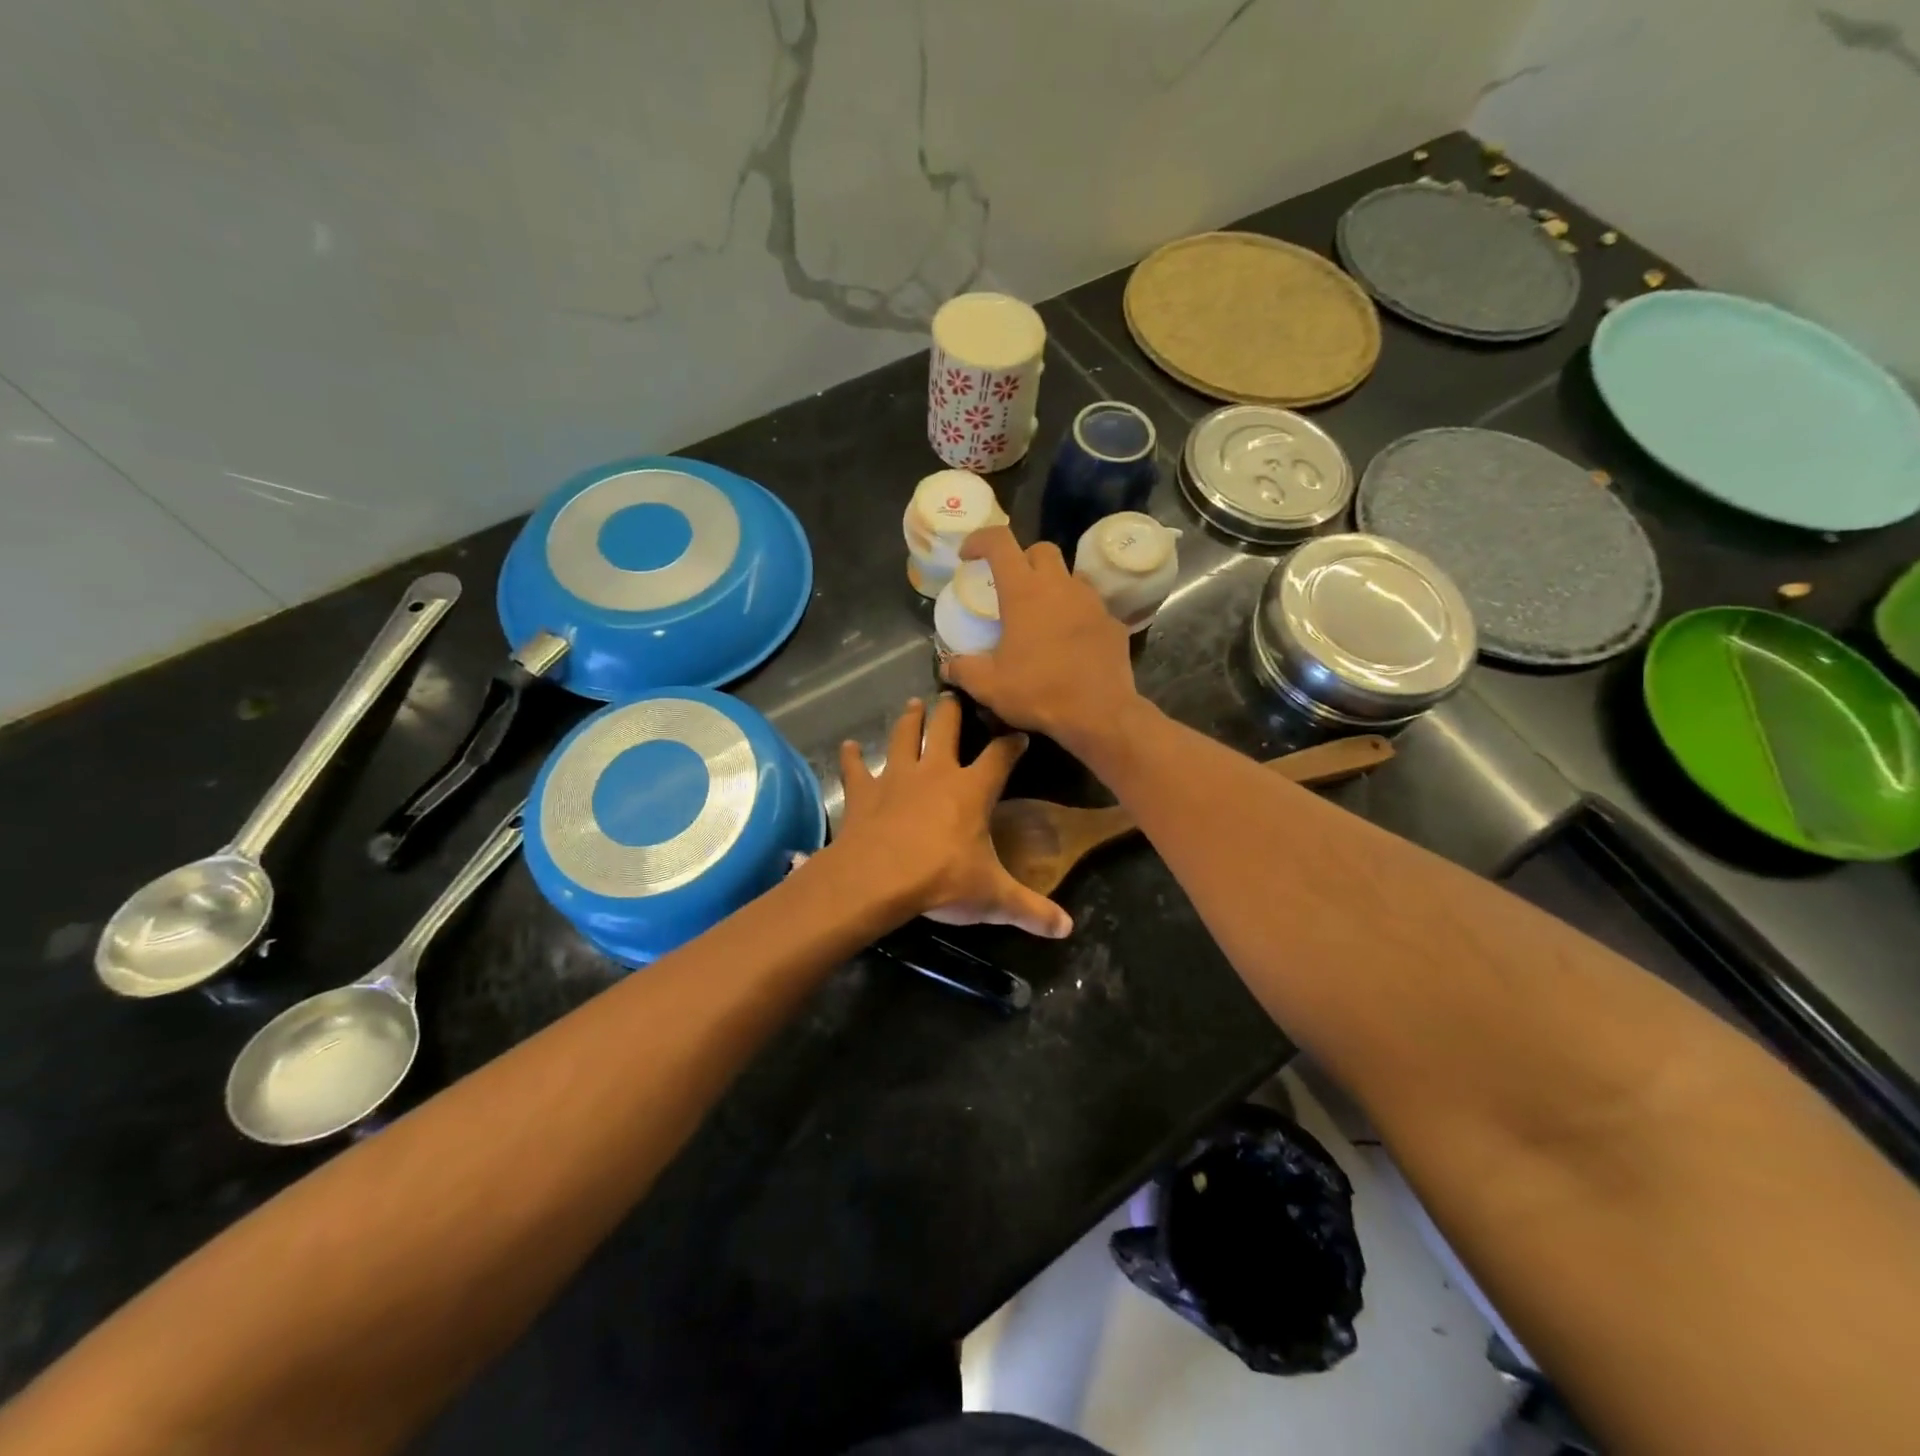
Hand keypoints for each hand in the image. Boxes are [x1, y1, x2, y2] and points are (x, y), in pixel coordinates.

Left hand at [835, 695, 1072, 938]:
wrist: (877, 879)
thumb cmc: (941, 880)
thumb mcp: (993, 898)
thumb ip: (1031, 910)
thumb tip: (1068, 929)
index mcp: (971, 789)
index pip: (999, 756)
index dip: (1011, 743)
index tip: (1019, 734)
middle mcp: (935, 772)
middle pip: (946, 728)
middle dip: (952, 709)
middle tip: (954, 692)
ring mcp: (895, 777)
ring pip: (903, 737)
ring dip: (909, 720)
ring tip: (912, 704)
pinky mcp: (863, 792)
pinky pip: (855, 768)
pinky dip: (851, 757)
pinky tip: (847, 746)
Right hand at [942, 526, 1143, 753]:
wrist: (1099, 714)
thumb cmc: (1039, 692)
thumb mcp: (989, 686)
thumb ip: (964, 670)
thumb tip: (948, 665)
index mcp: (1024, 592)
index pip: (1000, 542)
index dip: (980, 540)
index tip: (968, 555)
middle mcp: (1060, 586)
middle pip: (1041, 550)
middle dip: (1022, 559)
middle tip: (1010, 585)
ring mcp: (1092, 602)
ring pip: (1070, 576)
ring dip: (1052, 586)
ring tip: (1041, 615)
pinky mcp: (1113, 622)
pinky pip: (1090, 607)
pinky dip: (1076, 614)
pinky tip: (1069, 641)